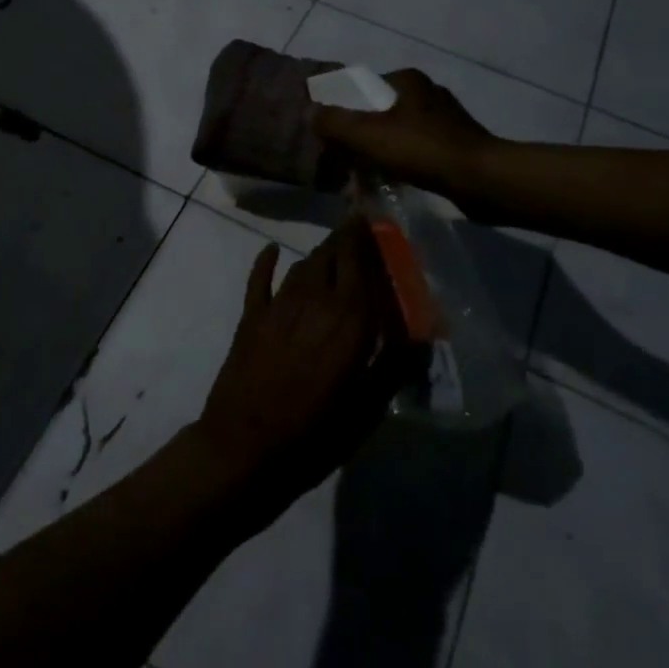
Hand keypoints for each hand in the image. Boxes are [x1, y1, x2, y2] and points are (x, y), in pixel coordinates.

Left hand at [193, 220, 417, 521]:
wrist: (245, 448)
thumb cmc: (315, 434)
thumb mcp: (367, 410)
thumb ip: (394, 367)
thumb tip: (423, 338)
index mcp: (349, 318)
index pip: (362, 261)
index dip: (367, 236)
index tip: (375, 219)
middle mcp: (315, 299)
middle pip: (332, 255)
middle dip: (347, 239)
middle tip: (358, 231)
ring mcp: (278, 305)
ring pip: (303, 264)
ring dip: (319, 254)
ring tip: (333, 249)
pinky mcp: (250, 317)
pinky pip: (259, 279)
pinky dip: (266, 261)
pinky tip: (271, 250)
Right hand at [312, 69, 497, 208]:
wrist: (481, 180)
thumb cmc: (422, 149)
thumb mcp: (368, 134)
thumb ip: (334, 122)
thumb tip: (309, 112)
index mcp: (409, 81)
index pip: (365, 88)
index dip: (345, 110)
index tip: (333, 135)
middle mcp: (429, 93)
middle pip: (381, 113)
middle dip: (362, 137)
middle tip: (346, 161)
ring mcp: (447, 120)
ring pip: (399, 134)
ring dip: (382, 154)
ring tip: (366, 178)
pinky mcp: (458, 145)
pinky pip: (418, 152)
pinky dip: (403, 165)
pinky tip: (394, 184)